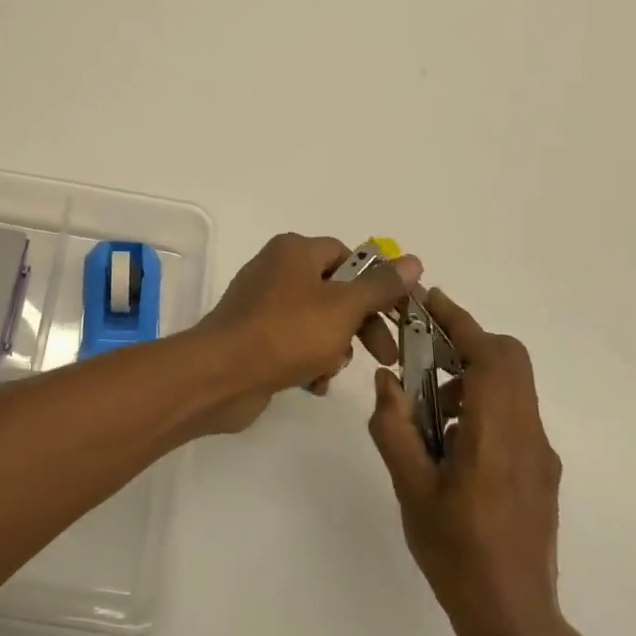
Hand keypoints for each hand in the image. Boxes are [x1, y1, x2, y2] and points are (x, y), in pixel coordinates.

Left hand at [190, 234, 421, 434]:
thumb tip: (413, 260)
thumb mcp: (343, 306)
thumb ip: (380, 287)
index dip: (378, 283)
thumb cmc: (286, 332)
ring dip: (334, 349)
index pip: (349, 256)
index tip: (401, 315)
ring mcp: (263, 305)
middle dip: (361, 325)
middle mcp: (277, 270)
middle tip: (385, 355)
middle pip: (336, 292)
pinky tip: (312, 384)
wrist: (222, 375)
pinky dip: (309, 364)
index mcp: (294, 251)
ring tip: (330, 369)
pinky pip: (295, 345)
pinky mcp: (256, 338)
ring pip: (318, 323)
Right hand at [369, 289, 566, 635]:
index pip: (491, 356)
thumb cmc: (456, 554)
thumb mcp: (410, 489)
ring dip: (471, 375)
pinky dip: (481, 402)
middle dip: (466, 341)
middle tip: (421, 348)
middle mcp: (528, 436)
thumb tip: (388, 380)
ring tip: (426, 406)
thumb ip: (395, 428)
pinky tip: (448, 439)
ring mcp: (540, 455)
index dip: (461, 321)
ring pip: (512, 386)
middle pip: (510, 361)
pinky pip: (512, 414)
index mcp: (497, 435)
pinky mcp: (540, 472)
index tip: (429, 301)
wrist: (515, 620)